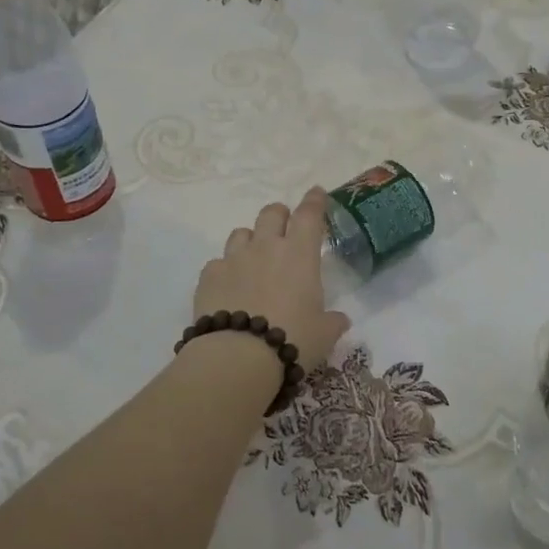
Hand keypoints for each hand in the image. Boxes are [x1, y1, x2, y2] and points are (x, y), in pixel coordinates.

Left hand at [193, 190, 350, 370]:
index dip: (314, 201)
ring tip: (253, 259)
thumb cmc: (293, 339)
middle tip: (284, 228)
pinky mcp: (209, 276)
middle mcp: (266, 247)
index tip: (316, 192)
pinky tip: (229, 288)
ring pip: (241, 233)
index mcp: (299, 254)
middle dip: (280, 215)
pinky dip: (226, 270)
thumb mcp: (324, 334)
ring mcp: (234, 259)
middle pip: (271, 213)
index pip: (309, 215)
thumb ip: (333, 322)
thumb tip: (340, 320)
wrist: (239, 357)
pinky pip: (218, 262)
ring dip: (251, 240)